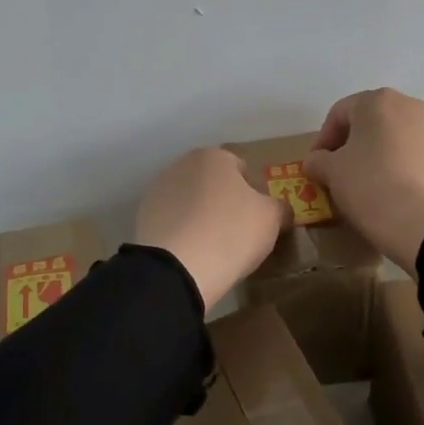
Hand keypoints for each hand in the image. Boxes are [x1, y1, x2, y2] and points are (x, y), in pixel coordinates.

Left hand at [135, 148, 290, 311]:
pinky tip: (192, 254)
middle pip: (212, 184)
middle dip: (224, 202)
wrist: (179, 267)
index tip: (258, 219)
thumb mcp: (272, 219)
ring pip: (190, 202)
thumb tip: (281, 210)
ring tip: (213, 247)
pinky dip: (182, 233)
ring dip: (201, 217)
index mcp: (214, 157)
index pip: (242, 170)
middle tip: (237, 233)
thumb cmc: (232, 233)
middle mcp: (182, 165)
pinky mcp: (143, 217)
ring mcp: (158, 191)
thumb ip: (280, 208)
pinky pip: (173, 223)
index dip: (254, 194)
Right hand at [305, 89, 423, 276]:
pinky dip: (403, 167)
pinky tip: (396, 191)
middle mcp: (411, 106)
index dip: (322, 139)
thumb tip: (316, 161)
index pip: (339, 114)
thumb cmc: (371, 187)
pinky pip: (418, 156)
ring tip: (369, 183)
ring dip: (380, 154)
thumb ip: (318, 160)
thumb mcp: (332, 173)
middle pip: (372, 122)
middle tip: (340, 172)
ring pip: (397, 138)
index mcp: (378, 101)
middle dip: (353, 144)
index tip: (316, 166)